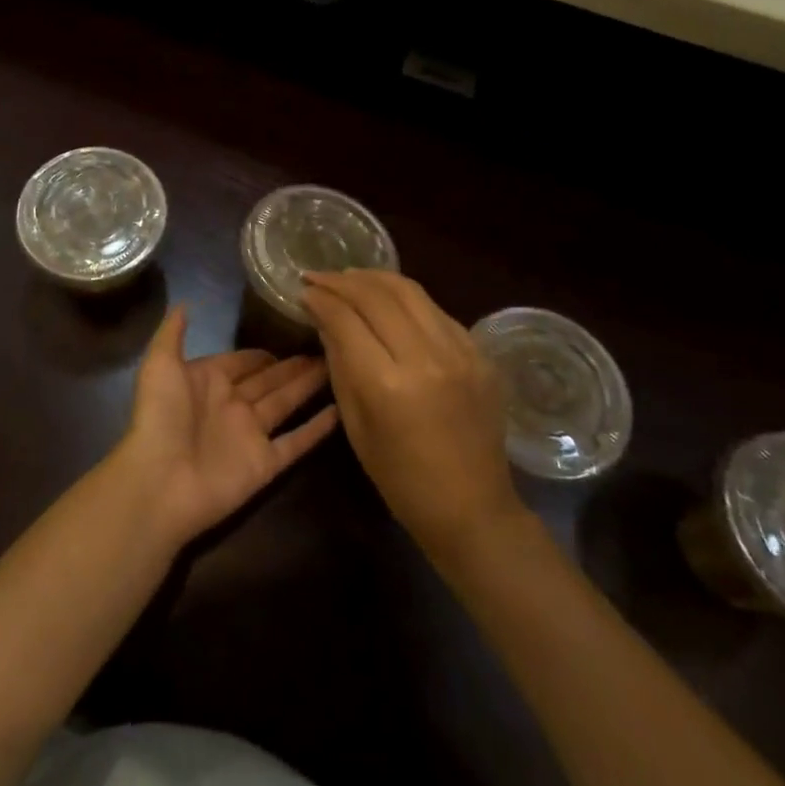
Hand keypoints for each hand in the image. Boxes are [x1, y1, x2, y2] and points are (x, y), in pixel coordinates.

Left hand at [114, 307, 338, 546]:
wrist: (160, 480)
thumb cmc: (160, 416)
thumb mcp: (160, 364)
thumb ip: (173, 332)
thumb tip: (185, 302)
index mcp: (209, 380)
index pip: (244, 360)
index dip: (265, 351)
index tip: (294, 332)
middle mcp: (233, 404)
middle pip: (270, 380)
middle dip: (294, 365)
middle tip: (328, 346)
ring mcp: (251, 435)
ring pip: (286, 404)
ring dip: (309, 387)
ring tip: (337, 367)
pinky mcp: (265, 463)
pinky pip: (296, 442)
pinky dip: (317, 428)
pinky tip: (341, 410)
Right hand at [303, 270, 533, 565]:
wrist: (473, 508)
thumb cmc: (400, 478)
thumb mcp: (355, 423)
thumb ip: (339, 363)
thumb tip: (324, 318)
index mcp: (387, 384)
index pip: (345, 319)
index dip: (320, 299)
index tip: (304, 290)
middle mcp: (425, 358)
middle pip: (376, 295)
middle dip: (342, 281)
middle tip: (319, 277)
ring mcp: (459, 352)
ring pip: (409, 291)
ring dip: (374, 278)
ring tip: (350, 277)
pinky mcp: (480, 353)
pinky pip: (435, 309)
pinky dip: (406, 299)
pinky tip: (389, 301)